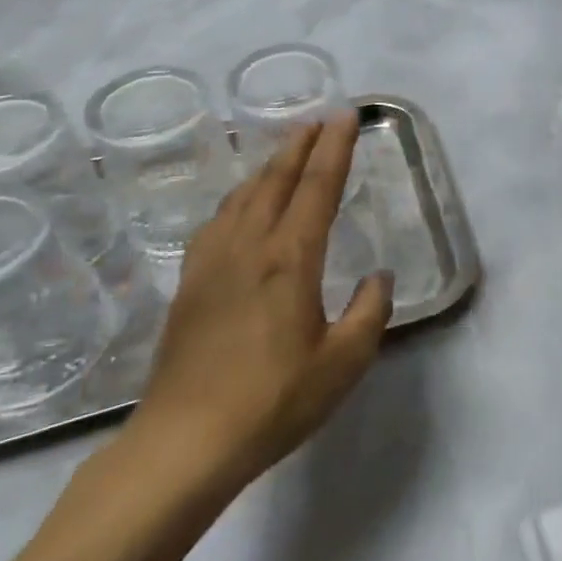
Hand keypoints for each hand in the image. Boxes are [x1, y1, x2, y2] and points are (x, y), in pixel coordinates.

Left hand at [129, 114, 392, 495]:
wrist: (184, 444)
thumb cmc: (273, 402)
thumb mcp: (344, 363)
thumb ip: (369, 312)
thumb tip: (377, 277)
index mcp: (289, 259)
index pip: (318, 187)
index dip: (336, 148)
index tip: (347, 116)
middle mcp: (248, 247)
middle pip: (276, 180)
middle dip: (301, 145)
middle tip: (319, 120)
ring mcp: (212, 264)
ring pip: (243, 196)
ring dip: (268, 167)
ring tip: (286, 151)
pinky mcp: (189, 286)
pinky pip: (217, 222)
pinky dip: (237, 198)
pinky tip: (239, 207)